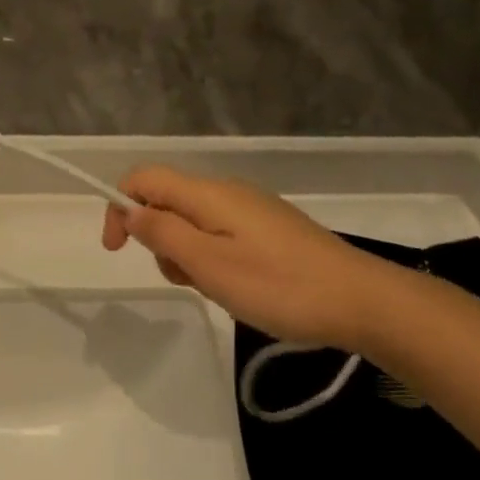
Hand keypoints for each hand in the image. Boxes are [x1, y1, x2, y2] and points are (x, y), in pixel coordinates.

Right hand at [101, 165, 379, 346]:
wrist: (361, 300)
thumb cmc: (279, 285)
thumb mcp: (210, 265)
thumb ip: (163, 233)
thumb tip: (130, 210)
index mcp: (208, 194)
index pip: (144, 178)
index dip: (119, 206)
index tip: (118, 250)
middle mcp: (226, 191)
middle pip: (168, 202)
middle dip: (160, 240)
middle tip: (188, 280)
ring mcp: (251, 209)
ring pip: (195, 222)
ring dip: (189, 255)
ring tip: (220, 290)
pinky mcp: (270, 228)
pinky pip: (222, 234)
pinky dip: (215, 259)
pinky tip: (242, 288)